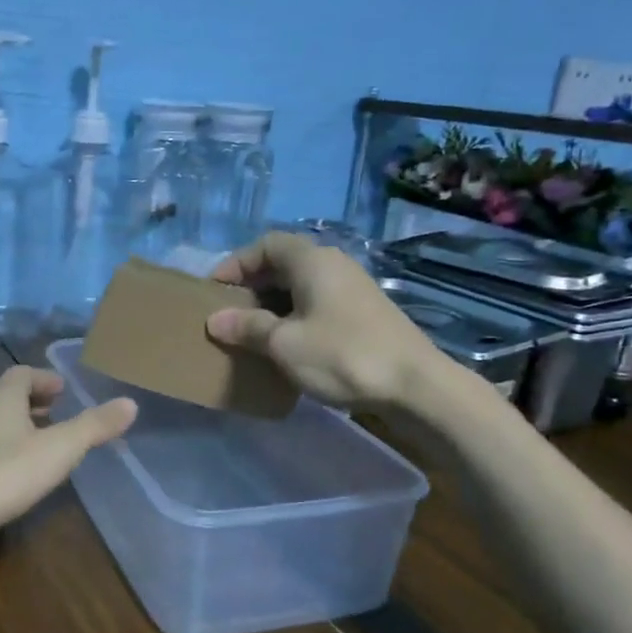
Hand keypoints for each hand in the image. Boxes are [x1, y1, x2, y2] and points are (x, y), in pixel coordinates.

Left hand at [0, 366, 135, 552]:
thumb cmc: (4, 473)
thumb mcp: (59, 449)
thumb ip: (94, 426)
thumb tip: (130, 402)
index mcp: (2, 395)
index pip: (22, 373)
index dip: (44, 379)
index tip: (63, 391)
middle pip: (0, 391)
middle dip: (26, 398)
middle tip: (51, 411)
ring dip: (12, 423)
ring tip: (37, 441)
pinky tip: (12, 471)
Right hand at [206, 231, 455, 411]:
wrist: (416, 387)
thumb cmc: (342, 356)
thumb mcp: (284, 344)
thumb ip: (247, 327)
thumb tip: (215, 320)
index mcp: (313, 261)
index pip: (265, 245)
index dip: (236, 264)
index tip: (214, 291)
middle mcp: (334, 265)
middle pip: (283, 264)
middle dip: (252, 286)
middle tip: (229, 314)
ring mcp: (353, 289)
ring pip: (301, 287)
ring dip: (272, 305)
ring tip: (251, 333)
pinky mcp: (364, 314)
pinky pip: (317, 304)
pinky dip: (295, 317)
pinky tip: (286, 346)